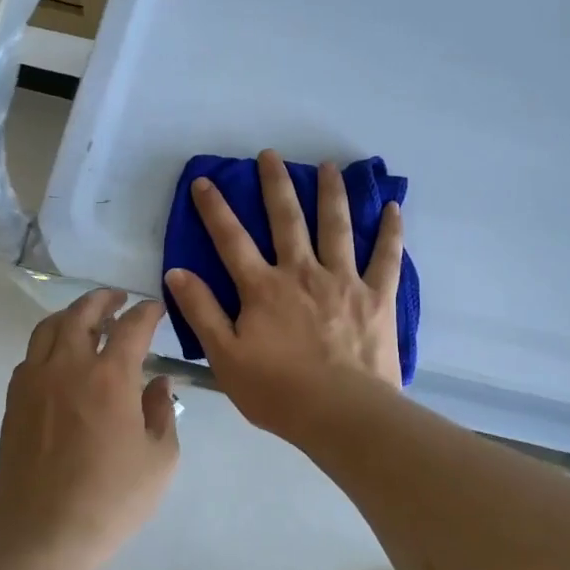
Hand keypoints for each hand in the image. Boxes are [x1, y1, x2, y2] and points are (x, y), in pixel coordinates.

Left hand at [0, 289, 177, 569]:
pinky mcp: (15, 402)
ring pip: (49, 328)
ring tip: (88, 319)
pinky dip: (49, 344)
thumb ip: (162, 412)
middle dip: (104, 299)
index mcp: (110, 377)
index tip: (156, 309)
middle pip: (83, 314)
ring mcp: (35, 382)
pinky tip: (61, 360)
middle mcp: (69, 367)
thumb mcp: (159, 460)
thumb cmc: (110, 500)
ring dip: (72, 315)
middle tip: (119, 299)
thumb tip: (157, 383)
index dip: (147, 312)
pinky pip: (31, 356)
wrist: (41, 535)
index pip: (132, 326)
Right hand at [165, 149, 403, 443]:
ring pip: (336, 226)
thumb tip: (177, 272)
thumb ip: (202, 312)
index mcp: (263, 288)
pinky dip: (390, 231)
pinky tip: (393, 207)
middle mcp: (302, 272)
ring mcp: (343, 280)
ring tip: (328, 166)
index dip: (215, 208)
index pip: (231, 239)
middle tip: (270, 155)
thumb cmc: (278, 392)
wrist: (342, 414)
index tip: (205, 180)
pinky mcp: (377, 295)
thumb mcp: (226, 357)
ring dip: (331, 193)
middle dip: (275, 184)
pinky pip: (386, 256)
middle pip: (286, 219)